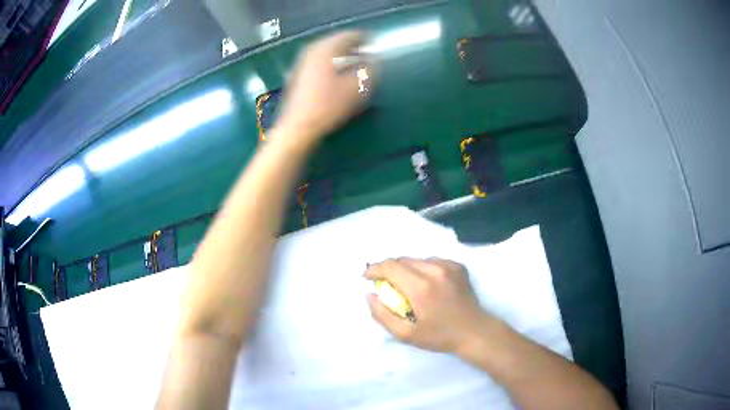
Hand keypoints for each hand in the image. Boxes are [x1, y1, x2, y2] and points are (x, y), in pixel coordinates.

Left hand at [278, 31, 378, 145]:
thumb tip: (376, 59)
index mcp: (326, 48)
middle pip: (337, 42)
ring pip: (327, 53)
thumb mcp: (358, 87)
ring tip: (355, 66)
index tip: (377, 46)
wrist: (297, 128)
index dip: (367, 40)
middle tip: (368, 56)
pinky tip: (337, 77)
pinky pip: (319, 63)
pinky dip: (331, 65)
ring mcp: (301, 63)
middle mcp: (311, 50)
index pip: (350, 35)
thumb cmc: (329, 105)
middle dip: (354, 48)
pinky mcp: (296, 76)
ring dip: (342, 57)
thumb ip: (371, 68)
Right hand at [365, 258, 491, 353]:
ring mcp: (448, 266)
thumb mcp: (406, 334)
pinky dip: (423, 269)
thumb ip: (383, 315)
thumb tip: (371, 295)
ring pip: (417, 259)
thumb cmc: (440, 336)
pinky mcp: (458, 266)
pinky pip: (432, 261)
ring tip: (406, 285)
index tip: (367, 277)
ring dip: (406, 269)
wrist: (474, 331)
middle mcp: (434, 270)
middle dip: (388, 269)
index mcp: (421, 287)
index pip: (390, 267)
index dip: (374, 269)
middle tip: (385, 284)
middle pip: (402, 260)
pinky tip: (426, 283)